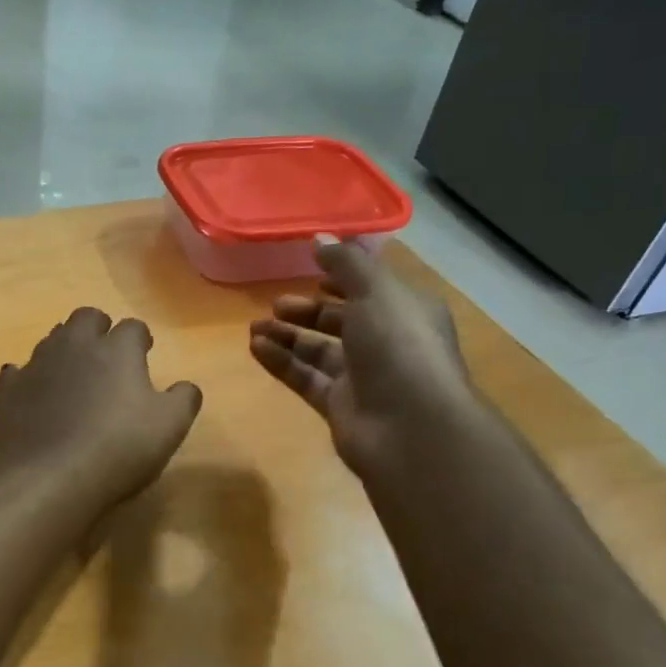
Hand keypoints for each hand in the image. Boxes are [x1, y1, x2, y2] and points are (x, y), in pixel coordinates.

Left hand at [0, 308, 202, 505]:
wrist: (45, 477)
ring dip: (65, 351)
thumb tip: (186, 386)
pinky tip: (34, 398)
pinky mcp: (6, 391)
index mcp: (117, 350)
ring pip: (51, 340)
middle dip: (98, 329)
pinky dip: (29, 380)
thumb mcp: (169, 428)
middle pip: (86, 318)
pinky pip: (18, 373)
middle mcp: (74, 345)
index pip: (133, 327)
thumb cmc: (117, 449)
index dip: (140, 339)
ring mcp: (35, 365)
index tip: (144, 353)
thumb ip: (183, 400)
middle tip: (107, 355)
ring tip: (73, 377)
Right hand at [249, 237, 472, 478]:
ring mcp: (363, 377)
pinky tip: (256, 348)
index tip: (309, 271)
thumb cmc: (399, 347)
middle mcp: (386, 342)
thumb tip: (319, 239)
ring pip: (318, 351)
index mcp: (405, 311)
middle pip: (340, 321)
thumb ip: (346, 263)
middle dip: (308, 310)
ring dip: (287, 336)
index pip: (371, 289)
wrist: (412, 428)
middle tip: (275, 304)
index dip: (342, 279)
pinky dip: (282, 362)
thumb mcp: (376, 292)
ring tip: (254, 327)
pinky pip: (305, 378)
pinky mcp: (340, 406)